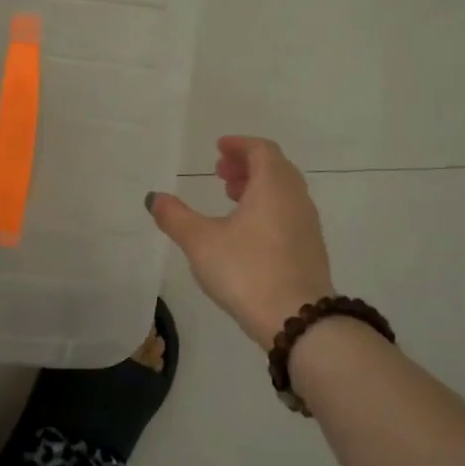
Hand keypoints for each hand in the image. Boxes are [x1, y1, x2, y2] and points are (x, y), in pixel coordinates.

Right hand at [148, 136, 334, 348]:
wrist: (297, 320)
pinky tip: (247, 232)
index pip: (262, 150)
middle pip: (275, 169)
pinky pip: (288, 214)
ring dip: (258, 188)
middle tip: (221, 173)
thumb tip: (153, 197)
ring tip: (230, 199)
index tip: (219, 148)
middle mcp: (296, 199)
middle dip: (247, 165)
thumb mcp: (200, 242)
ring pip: (283, 193)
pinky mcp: (310, 250)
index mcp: (273, 186)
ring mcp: (308, 225)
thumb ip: (175, 216)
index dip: (239, 145)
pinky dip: (267, 208)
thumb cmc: (247, 270)